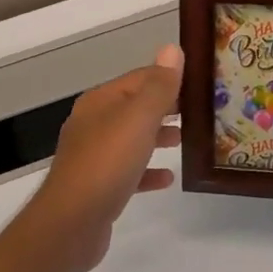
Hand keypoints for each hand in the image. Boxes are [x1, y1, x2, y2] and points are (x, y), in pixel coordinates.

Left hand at [28, 44, 183, 271]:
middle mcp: (93, 123)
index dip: (169, 78)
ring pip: (131, 138)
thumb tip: (171, 49)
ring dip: (157, 136)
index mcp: (100, 101)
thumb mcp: (138, 119)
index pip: (140, 78)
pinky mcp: (97, 186)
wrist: (71, 222)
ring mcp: (93, 156)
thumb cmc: (107, 162)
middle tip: (200, 112)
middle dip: (165, 107)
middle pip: (135, 107)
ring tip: (184, 139)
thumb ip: (158, 86)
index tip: (200, 84)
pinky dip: (147, 170)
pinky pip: (128, 171)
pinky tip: (167, 178)